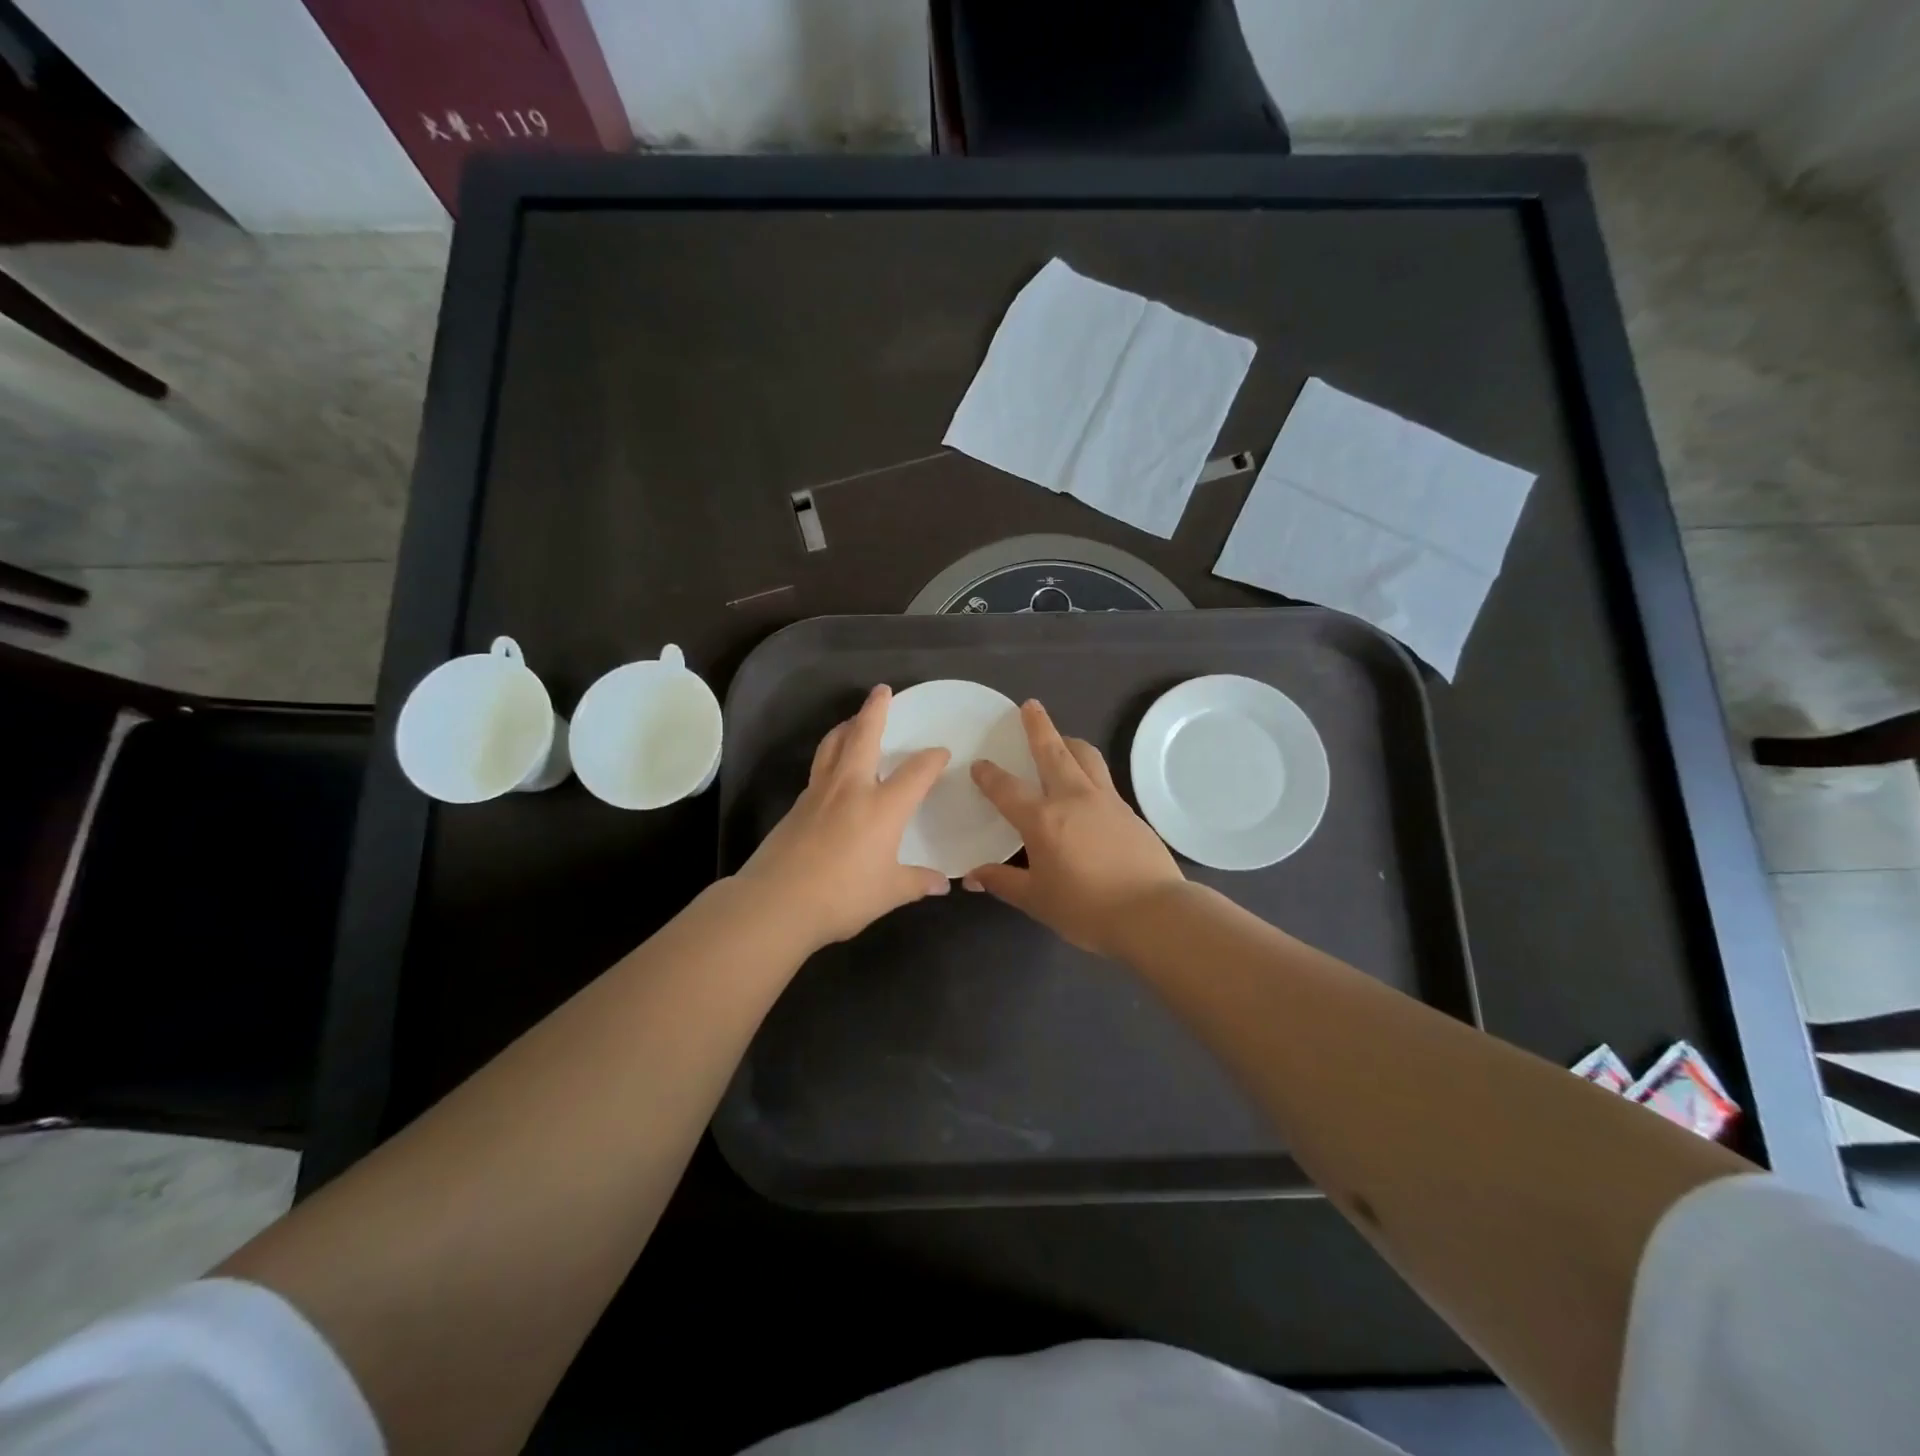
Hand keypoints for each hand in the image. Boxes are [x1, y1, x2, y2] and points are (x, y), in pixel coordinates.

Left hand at [734, 684, 949, 952]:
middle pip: (863, 736)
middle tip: (881, 691)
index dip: (932, 759)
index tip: (941, 753)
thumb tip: (941, 884)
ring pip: (833, 745)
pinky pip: (818, 769)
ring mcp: (819, 793)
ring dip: (846, 727)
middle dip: (875, 710)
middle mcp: (851, 788)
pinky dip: (829, 756)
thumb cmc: (841, 896)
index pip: (916, 772)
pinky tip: (833, 770)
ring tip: (853, 721)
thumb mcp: (888, 893)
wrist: (776, 902)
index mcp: (883, 806)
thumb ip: (916, 882)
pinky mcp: (797, 805)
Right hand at [966, 700, 1184, 957]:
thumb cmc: (1087, 909)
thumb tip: (972, 877)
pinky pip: (1104, 779)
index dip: (990, 775)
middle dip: (1039, 727)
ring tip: (1062, 740)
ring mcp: (1106, 800)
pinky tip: (1087, 787)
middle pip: (1053, 752)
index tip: (980, 764)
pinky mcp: (1130, 811)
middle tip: (1030, 706)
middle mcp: (1073, 798)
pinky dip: (1090, 770)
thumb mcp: (1037, 900)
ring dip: (1070, 742)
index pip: (1007, 788)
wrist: (1153, 913)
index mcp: (1042, 819)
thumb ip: (1003, 882)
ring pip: (1086, 757)